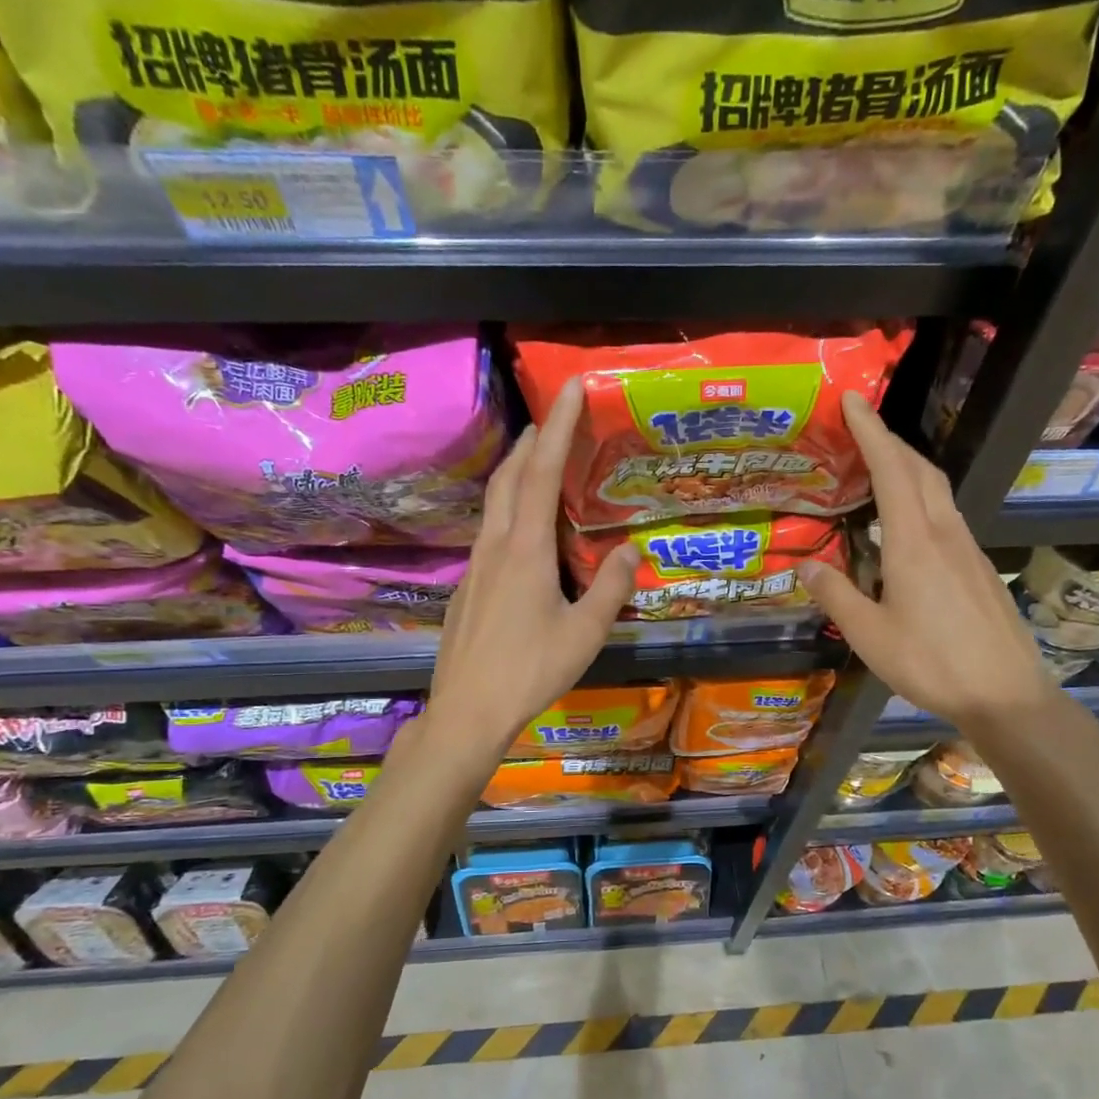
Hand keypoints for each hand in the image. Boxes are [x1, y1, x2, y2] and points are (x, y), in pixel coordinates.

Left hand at [428, 378, 639, 756]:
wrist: (467, 709)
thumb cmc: (530, 670)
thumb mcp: (585, 633)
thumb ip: (611, 588)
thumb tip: (631, 551)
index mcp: (526, 550)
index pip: (540, 473)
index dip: (557, 427)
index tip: (570, 388)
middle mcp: (495, 546)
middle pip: (508, 478)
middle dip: (531, 442)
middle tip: (554, 422)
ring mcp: (476, 566)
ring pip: (494, 504)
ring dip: (517, 474)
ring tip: (541, 465)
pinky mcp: (469, 588)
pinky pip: (490, 532)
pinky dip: (510, 510)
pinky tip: (525, 532)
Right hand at [799, 393, 1057, 734]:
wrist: (1005, 693)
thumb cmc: (931, 664)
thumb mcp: (869, 636)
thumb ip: (837, 595)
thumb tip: (807, 566)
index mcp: (914, 543)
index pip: (892, 470)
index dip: (871, 431)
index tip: (853, 400)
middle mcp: (945, 534)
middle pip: (921, 470)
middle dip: (891, 442)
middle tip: (861, 430)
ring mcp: (968, 550)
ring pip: (938, 492)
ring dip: (909, 469)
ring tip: (880, 469)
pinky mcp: (978, 569)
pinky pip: (946, 516)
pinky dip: (921, 500)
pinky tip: (906, 526)